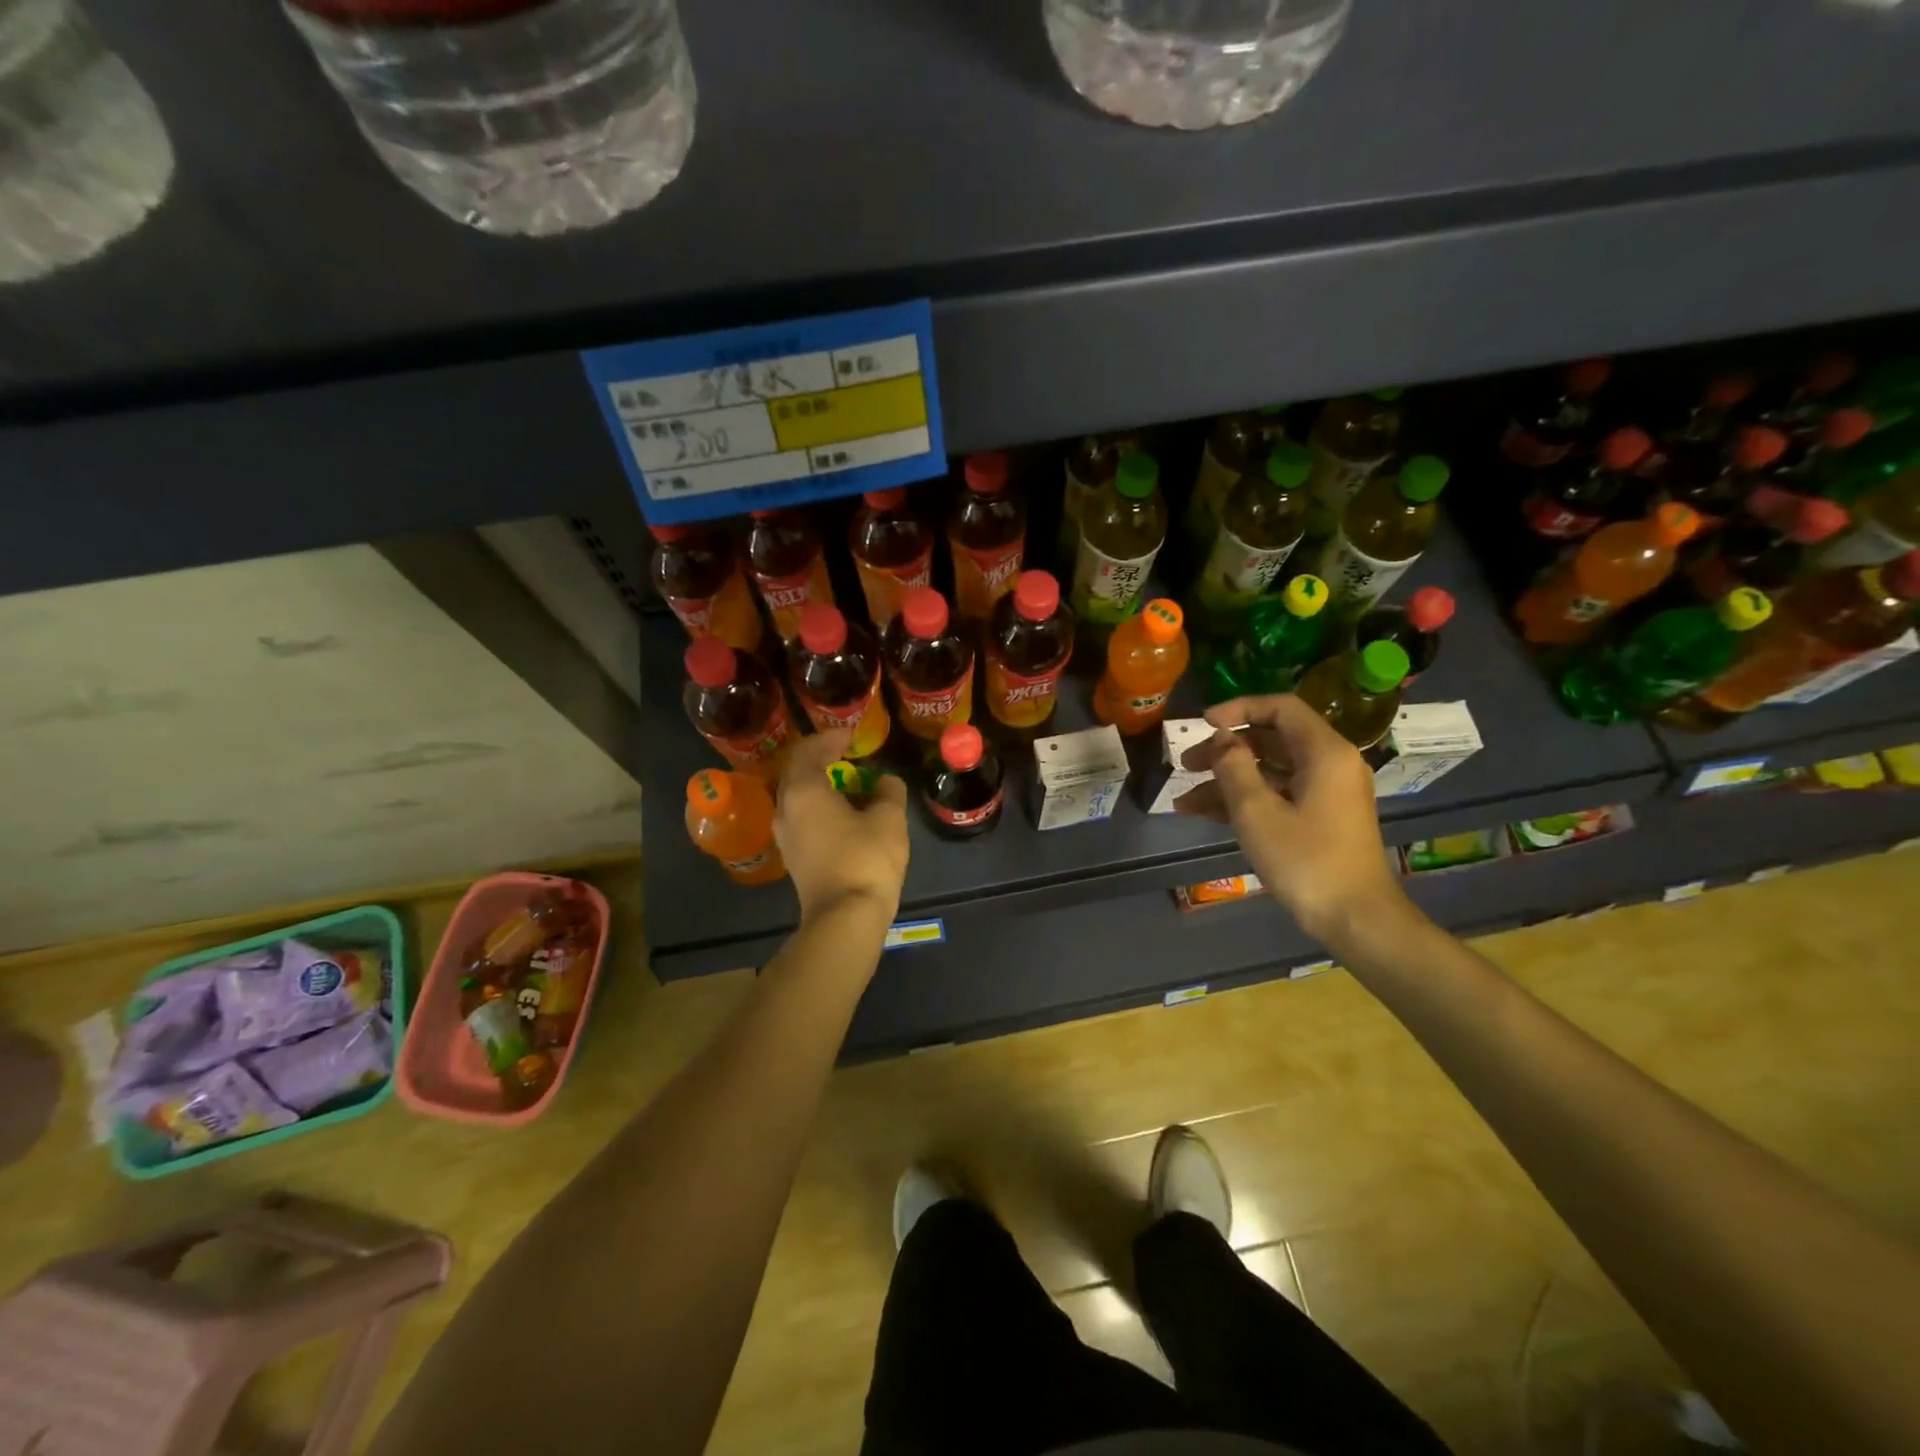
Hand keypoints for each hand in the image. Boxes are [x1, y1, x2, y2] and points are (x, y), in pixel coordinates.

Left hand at [773, 730, 909, 925]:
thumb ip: (888, 790)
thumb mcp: (888, 818)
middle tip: (849, 756)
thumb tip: (884, 782)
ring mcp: (785, 836)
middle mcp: (785, 809)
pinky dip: (820, 807)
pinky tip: (844, 815)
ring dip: (821, 785)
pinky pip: (802, 818)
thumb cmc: (866, 859)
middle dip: (822, 760)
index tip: (851, 737)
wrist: (845, 918)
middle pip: (797, 773)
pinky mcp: (793, 857)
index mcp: (803, 791)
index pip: (808, 751)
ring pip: (798, 797)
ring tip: (850, 785)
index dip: (830, 738)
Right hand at [1173, 694, 1409, 945]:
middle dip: (1224, 751)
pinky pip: (1278, 794)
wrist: (1357, 919)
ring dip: (1227, 781)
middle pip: (1271, 739)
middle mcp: (1330, 764)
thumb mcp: (1257, 811)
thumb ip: (1233, 766)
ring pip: (1270, 771)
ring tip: (1185, 801)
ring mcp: (1327, 792)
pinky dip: (1245, 800)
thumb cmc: (1306, 861)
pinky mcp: (1321, 817)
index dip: (1238, 709)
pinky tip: (1206, 815)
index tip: (1202, 723)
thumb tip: (1221, 738)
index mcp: (1324, 752)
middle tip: (1186, 765)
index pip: (1280, 708)